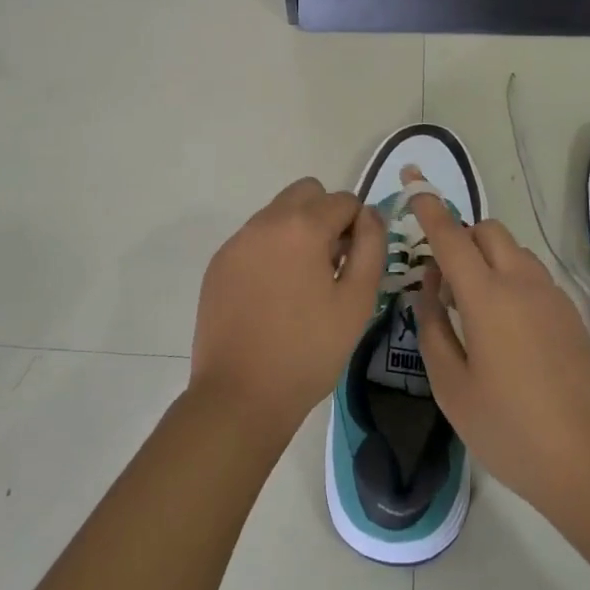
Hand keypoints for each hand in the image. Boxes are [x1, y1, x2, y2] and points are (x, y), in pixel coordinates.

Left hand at [189, 179, 384, 447]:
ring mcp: (237, 242)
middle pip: (305, 192)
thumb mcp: (357, 301)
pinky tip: (272, 297)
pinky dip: (270, 252)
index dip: (357, 226)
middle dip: (325, 216)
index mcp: (302, 226)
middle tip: (330, 264)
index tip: (354, 263)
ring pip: (277, 213)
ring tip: (301, 285)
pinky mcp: (218, 263)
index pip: (343, 200)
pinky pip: (253, 239)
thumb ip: (371, 246)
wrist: (240, 396)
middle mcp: (265, 222)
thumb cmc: (308, 351)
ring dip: (296, 232)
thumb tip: (369, 215)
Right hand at [408, 195, 589, 512]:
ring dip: (488, 257)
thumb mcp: (451, 386)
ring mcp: (552, 296)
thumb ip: (433, 328)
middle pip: (488, 230)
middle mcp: (522, 283)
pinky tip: (507, 327)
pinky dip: (511, 277)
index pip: (452, 236)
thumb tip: (430, 289)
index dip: (429, 208)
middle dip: (461, 236)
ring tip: (475, 305)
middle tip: (444, 277)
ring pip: (514, 250)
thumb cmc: (509, 429)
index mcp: (487, 296)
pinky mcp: (571, 314)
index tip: (414, 184)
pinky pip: (533, 274)